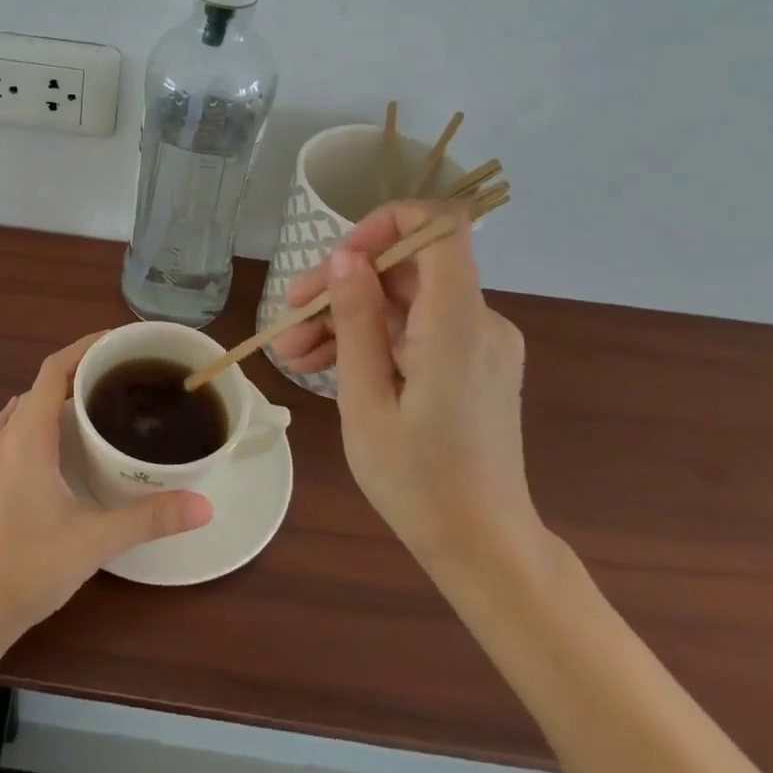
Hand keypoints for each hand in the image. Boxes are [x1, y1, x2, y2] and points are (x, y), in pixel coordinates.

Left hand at [0, 333, 213, 656]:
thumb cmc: (29, 566)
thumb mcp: (95, 540)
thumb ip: (149, 519)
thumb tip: (204, 505)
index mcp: (27, 435)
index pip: (54, 370)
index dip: (85, 347)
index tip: (120, 341)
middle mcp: (7, 436)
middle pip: (42, 384)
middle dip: (80, 369)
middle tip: (123, 373)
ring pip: (28, 405)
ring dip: (59, 393)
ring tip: (100, 399)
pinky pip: (18, 427)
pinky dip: (44, 417)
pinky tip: (64, 440)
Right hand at [273, 201, 539, 570]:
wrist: (484, 548)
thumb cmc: (418, 482)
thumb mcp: (366, 400)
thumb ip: (356, 321)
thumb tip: (346, 258)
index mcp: (459, 324)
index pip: (438, 226)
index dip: (384, 224)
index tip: (339, 260)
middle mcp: (481, 321)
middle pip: (407, 267)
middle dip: (342, 285)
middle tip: (288, 319)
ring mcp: (480, 342)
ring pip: (405, 300)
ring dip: (348, 316)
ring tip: (292, 353)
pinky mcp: (473, 362)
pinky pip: (418, 329)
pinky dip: (373, 338)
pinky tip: (325, 363)